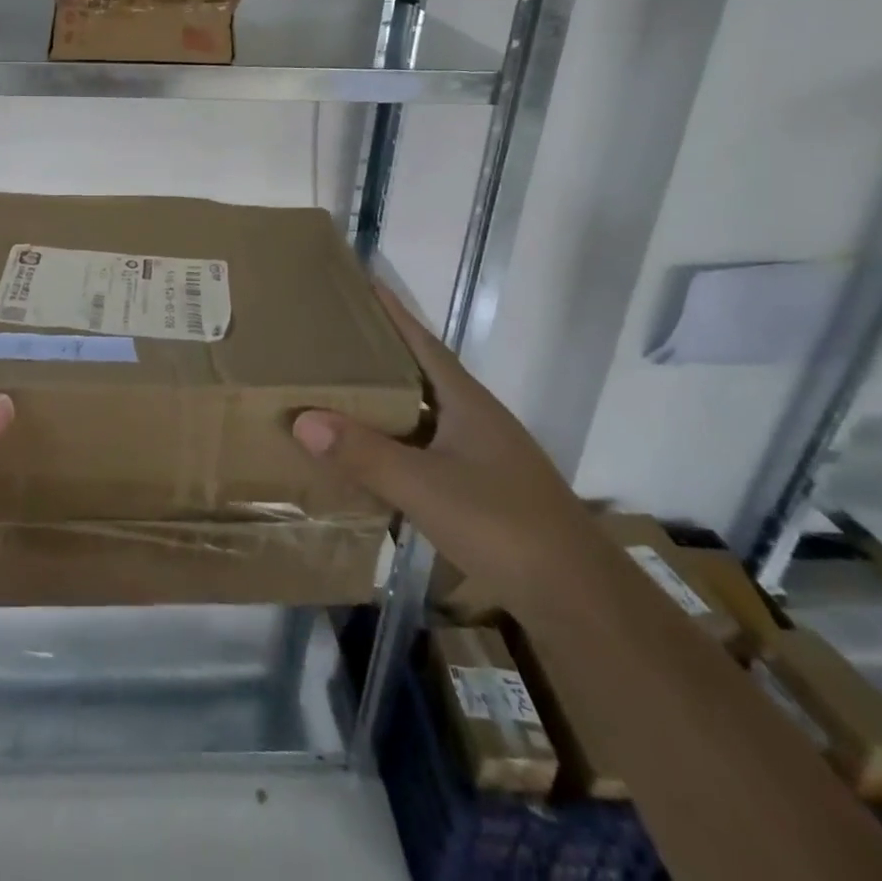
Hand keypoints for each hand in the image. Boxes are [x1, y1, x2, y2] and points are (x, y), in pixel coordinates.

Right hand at [290, 282, 598, 612]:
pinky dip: (398, 444)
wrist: (578, 599)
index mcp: (467, 402)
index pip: (423, 342)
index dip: (393, 312)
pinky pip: (428, 449)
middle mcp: (476, 419)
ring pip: (425, 415)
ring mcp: (484, 455)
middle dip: (380, 354)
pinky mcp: (485, 489)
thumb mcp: (424, 487)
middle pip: (421, 374)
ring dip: (387, 401)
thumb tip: (302, 420)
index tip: (362, 282)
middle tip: (332, 340)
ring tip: (342, 392)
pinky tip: (374, 458)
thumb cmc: (502, 525)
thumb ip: (364, 453)